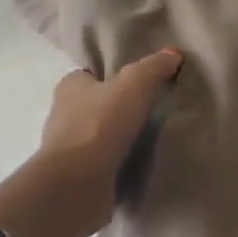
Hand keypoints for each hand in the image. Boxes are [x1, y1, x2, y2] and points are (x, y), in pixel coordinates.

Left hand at [0, 49, 181, 236]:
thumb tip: (173, 54)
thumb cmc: (100, 124)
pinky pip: (102, 162)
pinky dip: (117, 162)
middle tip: (152, 110)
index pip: (92, 75)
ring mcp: (68, 148)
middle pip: (95, 104)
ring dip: (118, 137)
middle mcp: (63, 114)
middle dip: (118, 108)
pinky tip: (139, 163)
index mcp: (70, 86)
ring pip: (98, 135)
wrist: (77, 183)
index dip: (114, 76)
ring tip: (150, 138)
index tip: (141, 84)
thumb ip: (153, 67)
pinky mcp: (77, 176)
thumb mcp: (134, 85)